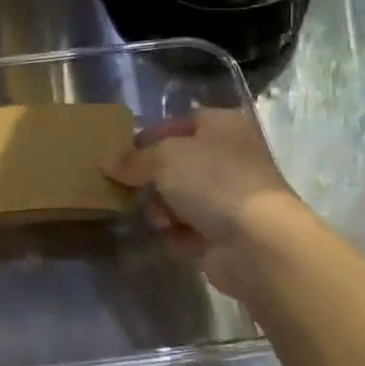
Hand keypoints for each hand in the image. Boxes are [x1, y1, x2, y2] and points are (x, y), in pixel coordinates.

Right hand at [104, 108, 308, 296]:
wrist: (258, 242)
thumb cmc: (213, 181)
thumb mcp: (164, 158)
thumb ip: (132, 159)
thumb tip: (106, 162)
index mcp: (223, 126)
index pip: (179, 123)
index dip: (149, 137)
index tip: (121, 154)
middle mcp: (230, 157)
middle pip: (177, 163)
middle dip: (151, 179)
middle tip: (128, 188)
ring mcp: (230, 197)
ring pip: (180, 198)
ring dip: (162, 209)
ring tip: (158, 219)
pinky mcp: (226, 233)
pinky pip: (188, 228)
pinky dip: (176, 233)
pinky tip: (171, 237)